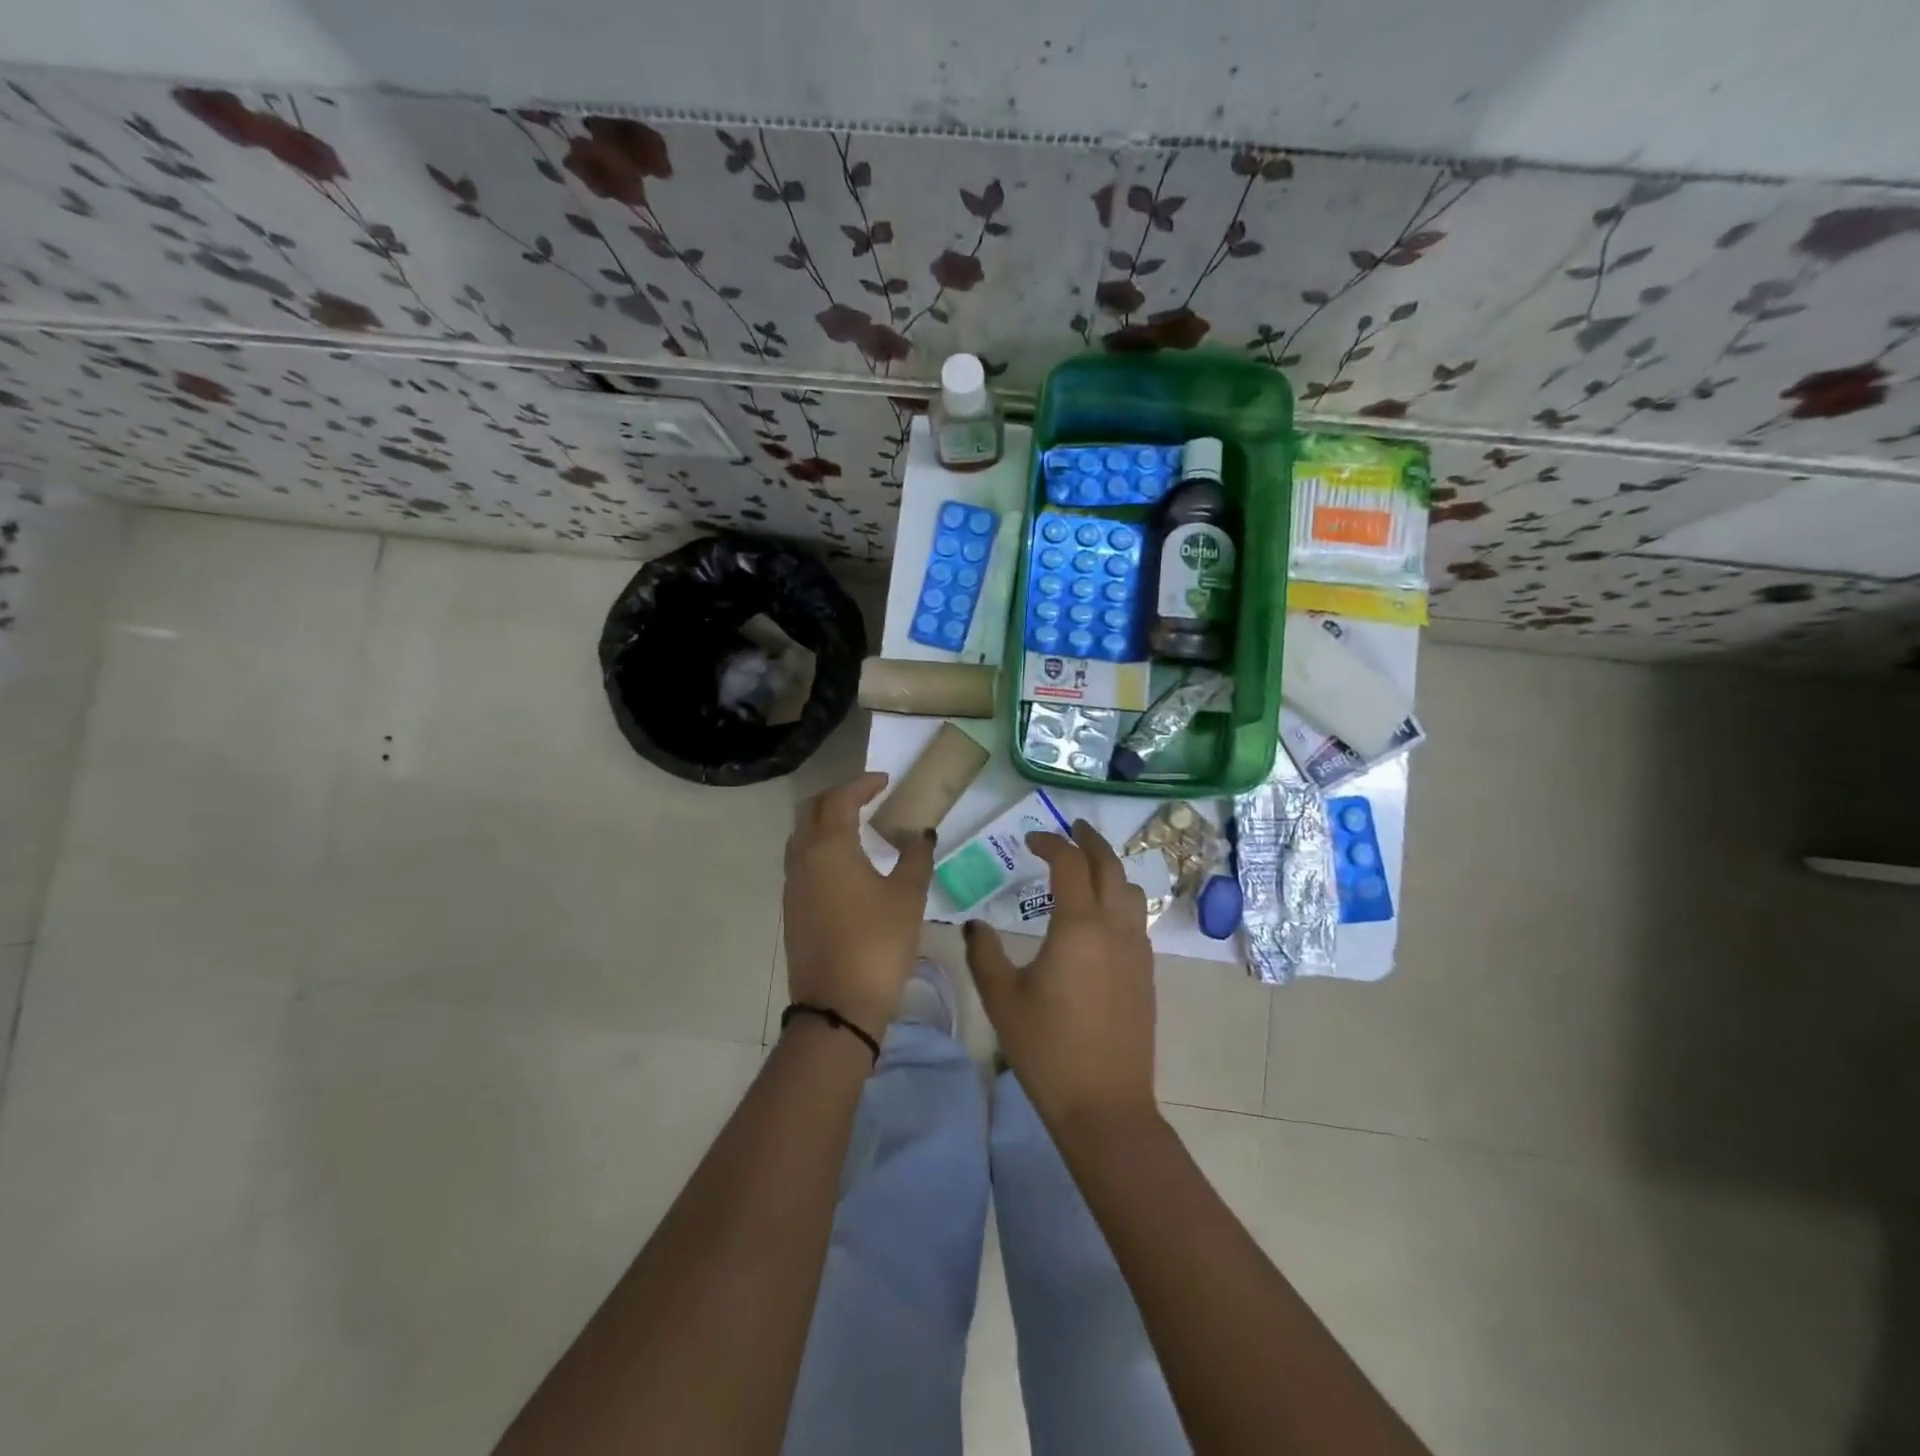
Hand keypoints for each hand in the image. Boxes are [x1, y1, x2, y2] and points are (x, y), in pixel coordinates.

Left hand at [783, 772, 934, 1039]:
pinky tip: (845, 862)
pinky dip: (820, 846)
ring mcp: (793, 884)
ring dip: (825, 821)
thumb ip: (915, 856)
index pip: (840, 798)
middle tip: (867, 796)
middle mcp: (803, 857)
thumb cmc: (878, 943)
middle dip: (838, 796)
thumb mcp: (908, 896)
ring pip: (802, 834)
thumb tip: (919, 832)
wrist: (837, 1005)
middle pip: (812, 809)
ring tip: (857, 824)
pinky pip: (801, 860)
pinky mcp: (792, 907)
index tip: (885, 781)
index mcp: (829, 846)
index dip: (863, 784)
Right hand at [964, 820, 1156, 1127]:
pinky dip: (1119, 897)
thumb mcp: (1002, 999)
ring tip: (1087, 866)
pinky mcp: (1145, 971)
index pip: (1069, 863)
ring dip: (1109, 868)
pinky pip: (1136, 917)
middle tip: (1072, 828)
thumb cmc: (1047, 1049)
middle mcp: (1114, 927)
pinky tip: (1100, 914)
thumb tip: (975, 925)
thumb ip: (984, 954)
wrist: (1104, 1104)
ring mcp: (1136, 949)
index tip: (1030, 840)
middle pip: (1109, 865)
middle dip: (1090, 840)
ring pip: (1130, 890)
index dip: (1050, 842)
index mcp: (1078, 926)